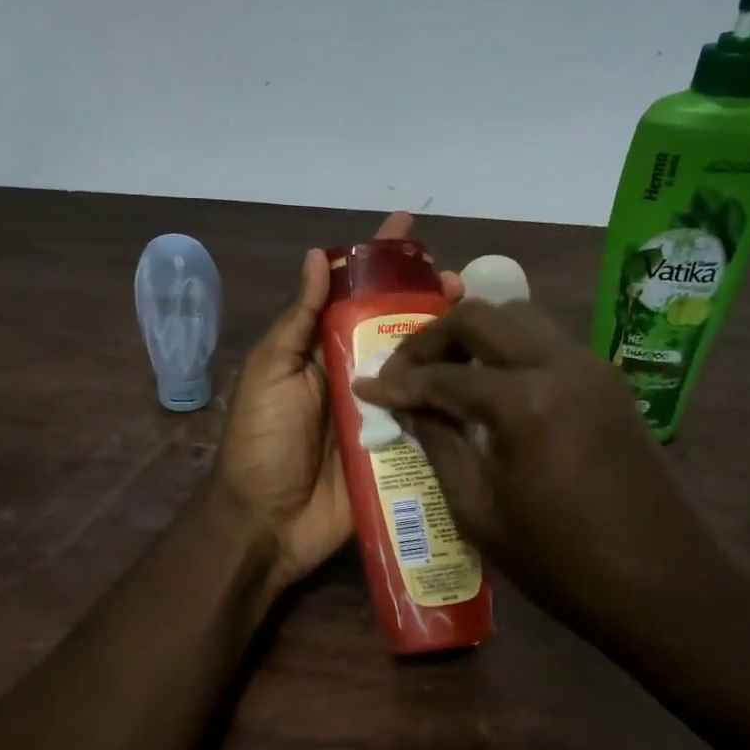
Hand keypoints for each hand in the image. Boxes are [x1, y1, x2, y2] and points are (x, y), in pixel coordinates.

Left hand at [214, 212, 461, 593]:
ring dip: (450, 343)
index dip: (380, 260)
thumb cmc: (262, 441)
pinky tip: (487, 378)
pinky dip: (456, 398)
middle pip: (400, 326)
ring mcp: (383, 412)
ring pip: (423, 367)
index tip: (409, 228)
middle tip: (460, 284)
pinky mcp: (401, 450)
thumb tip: (317, 256)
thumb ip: (298, 320)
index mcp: (324, 350)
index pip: (355, 293)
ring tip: (482, 323)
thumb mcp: (270, 372)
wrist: (268, 521)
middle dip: (430, 299)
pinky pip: (432, 418)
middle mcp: (358, 373)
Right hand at [352, 299, 730, 632]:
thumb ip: (438, 445)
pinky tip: (491, 388)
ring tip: (445, 373)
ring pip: (519, 318)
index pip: (444, 375)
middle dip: (433, 338)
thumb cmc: (561, 561)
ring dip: (475, 336)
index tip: (366, 385)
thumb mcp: (479, 511)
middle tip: (405, 371)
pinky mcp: (609, 381)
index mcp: (525, 402)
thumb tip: (406, 407)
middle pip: (482, 316)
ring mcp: (592, 367)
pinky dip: (510, 350)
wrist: (663, 585)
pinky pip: (547, 343)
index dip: (399, 382)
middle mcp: (561, 364)